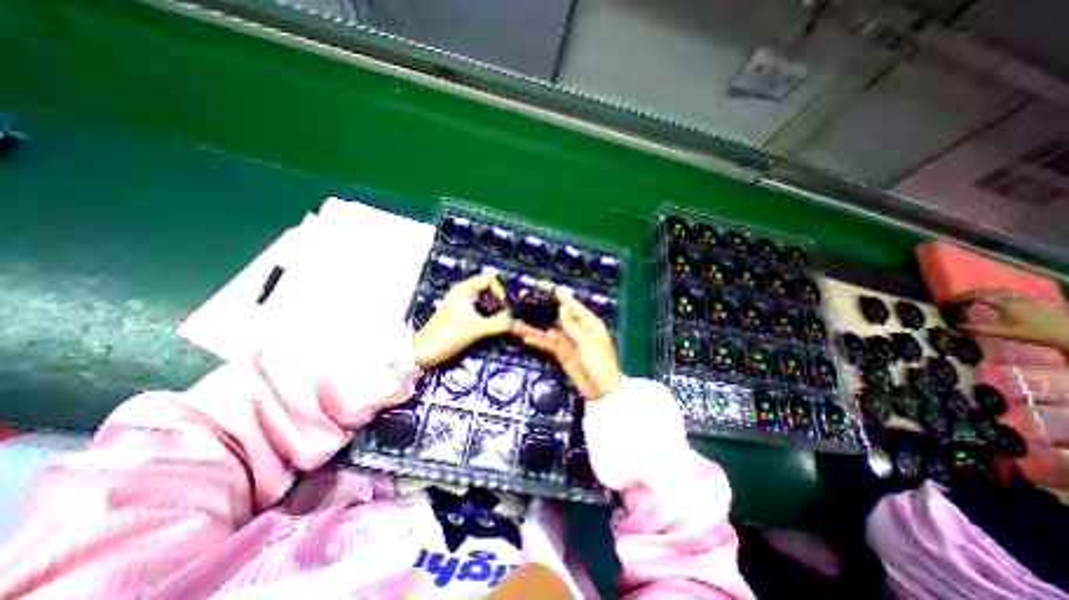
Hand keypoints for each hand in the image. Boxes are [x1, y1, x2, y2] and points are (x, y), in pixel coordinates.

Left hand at [413, 273, 507, 368]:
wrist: (423, 351)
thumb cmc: (448, 335)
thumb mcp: (477, 329)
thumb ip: (498, 324)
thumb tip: (514, 323)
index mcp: (465, 290)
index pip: (488, 279)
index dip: (499, 290)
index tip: (502, 306)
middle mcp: (462, 293)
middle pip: (487, 289)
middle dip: (497, 301)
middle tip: (503, 316)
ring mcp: (459, 304)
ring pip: (482, 300)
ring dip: (492, 309)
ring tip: (498, 322)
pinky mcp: (457, 314)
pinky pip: (477, 309)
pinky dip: (485, 315)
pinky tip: (489, 326)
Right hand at [510, 289, 617, 400]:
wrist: (601, 392)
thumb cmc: (600, 364)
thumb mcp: (588, 343)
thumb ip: (573, 326)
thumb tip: (563, 306)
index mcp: (589, 324)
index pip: (573, 306)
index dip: (560, 297)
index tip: (547, 287)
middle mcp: (577, 330)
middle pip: (557, 318)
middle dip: (542, 311)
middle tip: (525, 304)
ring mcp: (567, 342)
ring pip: (548, 332)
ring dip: (534, 328)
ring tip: (517, 324)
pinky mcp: (561, 353)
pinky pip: (548, 345)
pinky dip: (538, 341)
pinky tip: (526, 338)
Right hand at [951, 287, 1068, 350]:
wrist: (1067, 334)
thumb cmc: (1030, 332)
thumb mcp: (999, 332)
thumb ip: (975, 328)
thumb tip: (956, 326)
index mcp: (1002, 302)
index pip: (976, 296)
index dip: (960, 298)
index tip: (949, 302)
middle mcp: (1013, 296)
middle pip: (987, 290)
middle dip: (971, 294)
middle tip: (960, 299)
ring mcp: (1026, 297)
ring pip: (999, 290)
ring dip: (984, 293)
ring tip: (977, 299)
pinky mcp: (1036, 300)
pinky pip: (1011, 293)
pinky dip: (998, 295)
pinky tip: (999, 301)